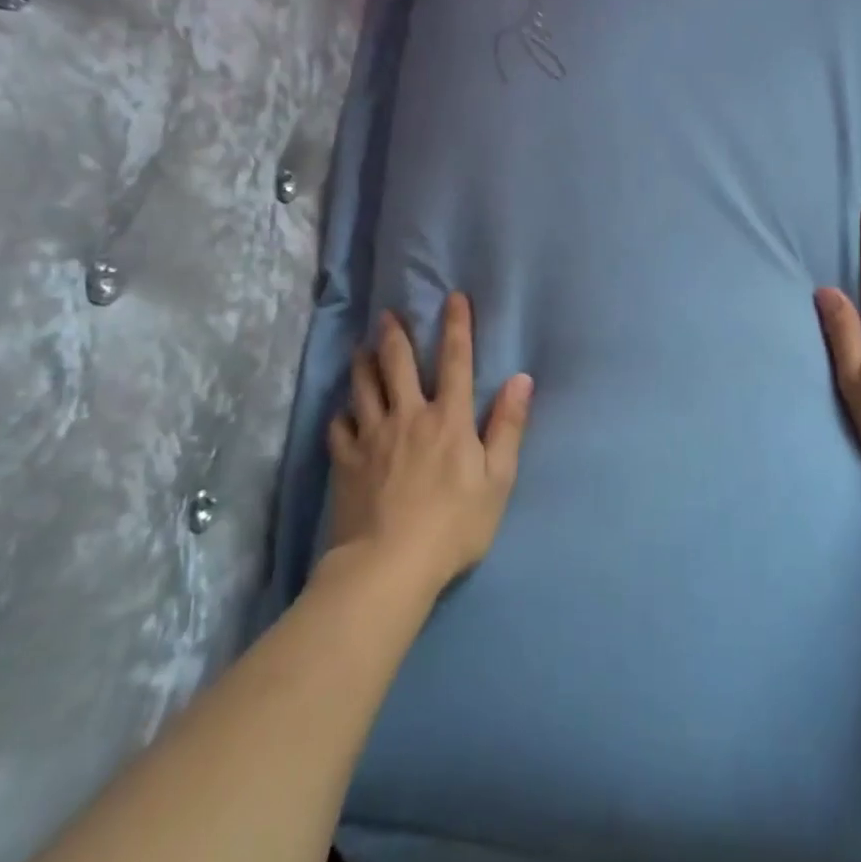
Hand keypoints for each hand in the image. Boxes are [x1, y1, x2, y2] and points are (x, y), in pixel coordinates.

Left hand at [326, 292, 533, 593]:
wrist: (390, 564)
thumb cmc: (454, 524)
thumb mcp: (498, 479)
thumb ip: (509, 427)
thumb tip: (521, 379)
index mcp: (449, 419)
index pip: (455, 361)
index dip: (456, 326)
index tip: (453, 297)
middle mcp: (408, 416)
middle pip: (398, 364)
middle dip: (395, 335)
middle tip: (388, 314)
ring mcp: (372, 437)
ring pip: (363, 387)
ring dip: (363, 363)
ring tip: (360, 348)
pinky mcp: (345, 462)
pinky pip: (339, 428)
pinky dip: (341, 415)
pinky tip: (342, 412)